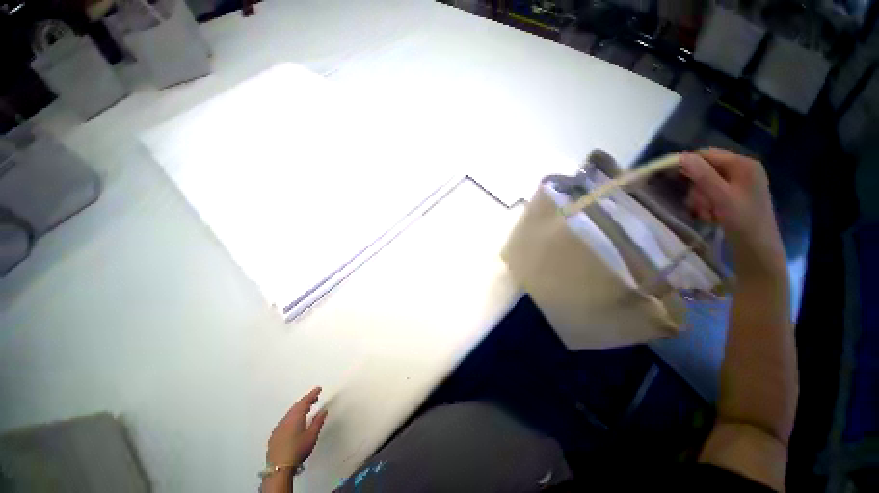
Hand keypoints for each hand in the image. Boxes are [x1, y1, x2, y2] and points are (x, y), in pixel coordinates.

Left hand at [266, 387, 328, 466]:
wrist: (279, 467)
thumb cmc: (298, 450)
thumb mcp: (312, 436)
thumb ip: (318, 421)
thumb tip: (323, 411)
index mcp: (296, 416)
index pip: (305, 401)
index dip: (312, 394)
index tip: (319, 389)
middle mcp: (286, 419)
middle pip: (297, 406)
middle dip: (306, 400)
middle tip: (315, 398)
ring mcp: (278, 427)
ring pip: (290, 413)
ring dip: (299, 409)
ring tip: (307, 409)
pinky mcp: (274, 435)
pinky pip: (285, 420)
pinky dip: (292, 417)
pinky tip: (295, 422)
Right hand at [680, 149, 785, 276]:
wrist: (757, 248)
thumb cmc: (743, 221)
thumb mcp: (721, 197)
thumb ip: (703, 175)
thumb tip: (682, 157)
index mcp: (743, 164)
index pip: (708, 155)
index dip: (687, 164)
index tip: (669, 177)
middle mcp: (742, 170)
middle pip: (706, 170)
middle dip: (697, 187)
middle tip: (698, 205)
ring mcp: (740, 183)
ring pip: (706, 184)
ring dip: (700, 198)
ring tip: (705, 214)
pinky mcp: (736, 196)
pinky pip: (712, 193)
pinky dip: (706, 204)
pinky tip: (709, 215)